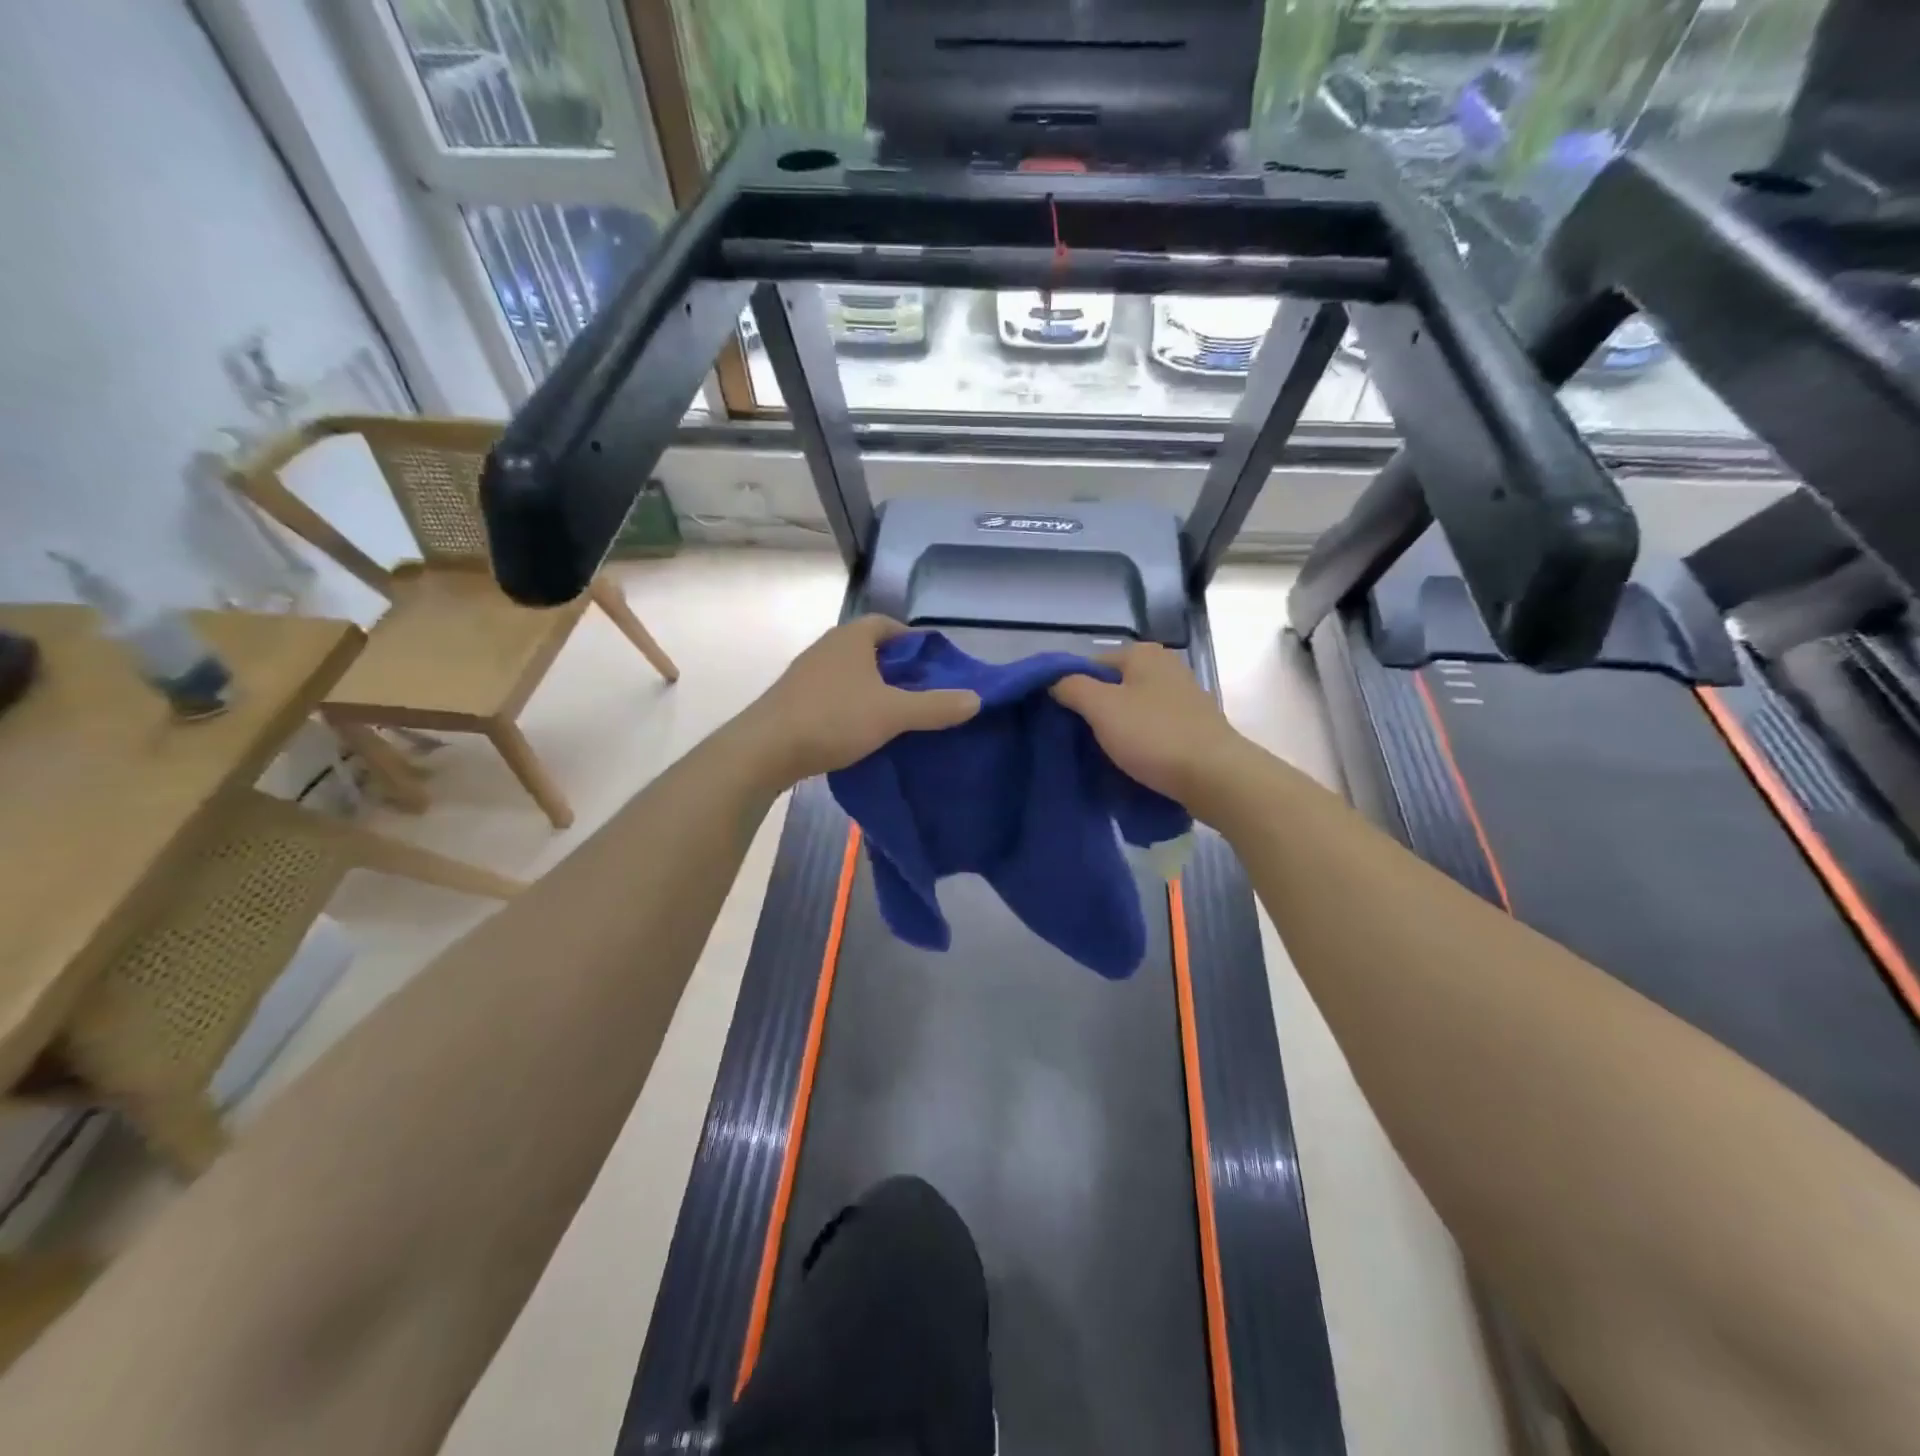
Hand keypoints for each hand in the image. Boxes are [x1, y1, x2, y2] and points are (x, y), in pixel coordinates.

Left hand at [744, 617, 979, 786]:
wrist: (765, 749)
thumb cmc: (833, 718)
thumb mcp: (893, 713)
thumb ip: (935, 707)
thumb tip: (977, 699)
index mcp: (851, 638)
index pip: (887, 624)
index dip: (913, 640)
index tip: (933, 663)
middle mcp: (827, 647)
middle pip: (870, 649)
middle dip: (896, 666)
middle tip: (923, 691)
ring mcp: (807, 673)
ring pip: (851, 673)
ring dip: (873, 687)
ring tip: (898, 712)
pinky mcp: (794, 699)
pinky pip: (834, 693)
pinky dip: (852, 704)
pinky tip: (863, 729)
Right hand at [1050, 642, 1247, 809]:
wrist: (1216, 777)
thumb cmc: (1155, 735)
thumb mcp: (1102, 707)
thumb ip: (1071, 687)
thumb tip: (1053, 681)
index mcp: (1143, 654)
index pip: (1089, 665)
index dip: (1070, 690)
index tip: (1059, 721)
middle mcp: (1165, 668)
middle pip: (1112, 688)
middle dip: (1092, 712)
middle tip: (1074, 741)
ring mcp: (1182, 698)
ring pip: (1131, 711)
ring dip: (1114, 731)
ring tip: (1098, 756)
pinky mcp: (1191, 728)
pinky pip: (1151, 730)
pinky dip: (1137, 743)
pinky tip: (1128, 763)